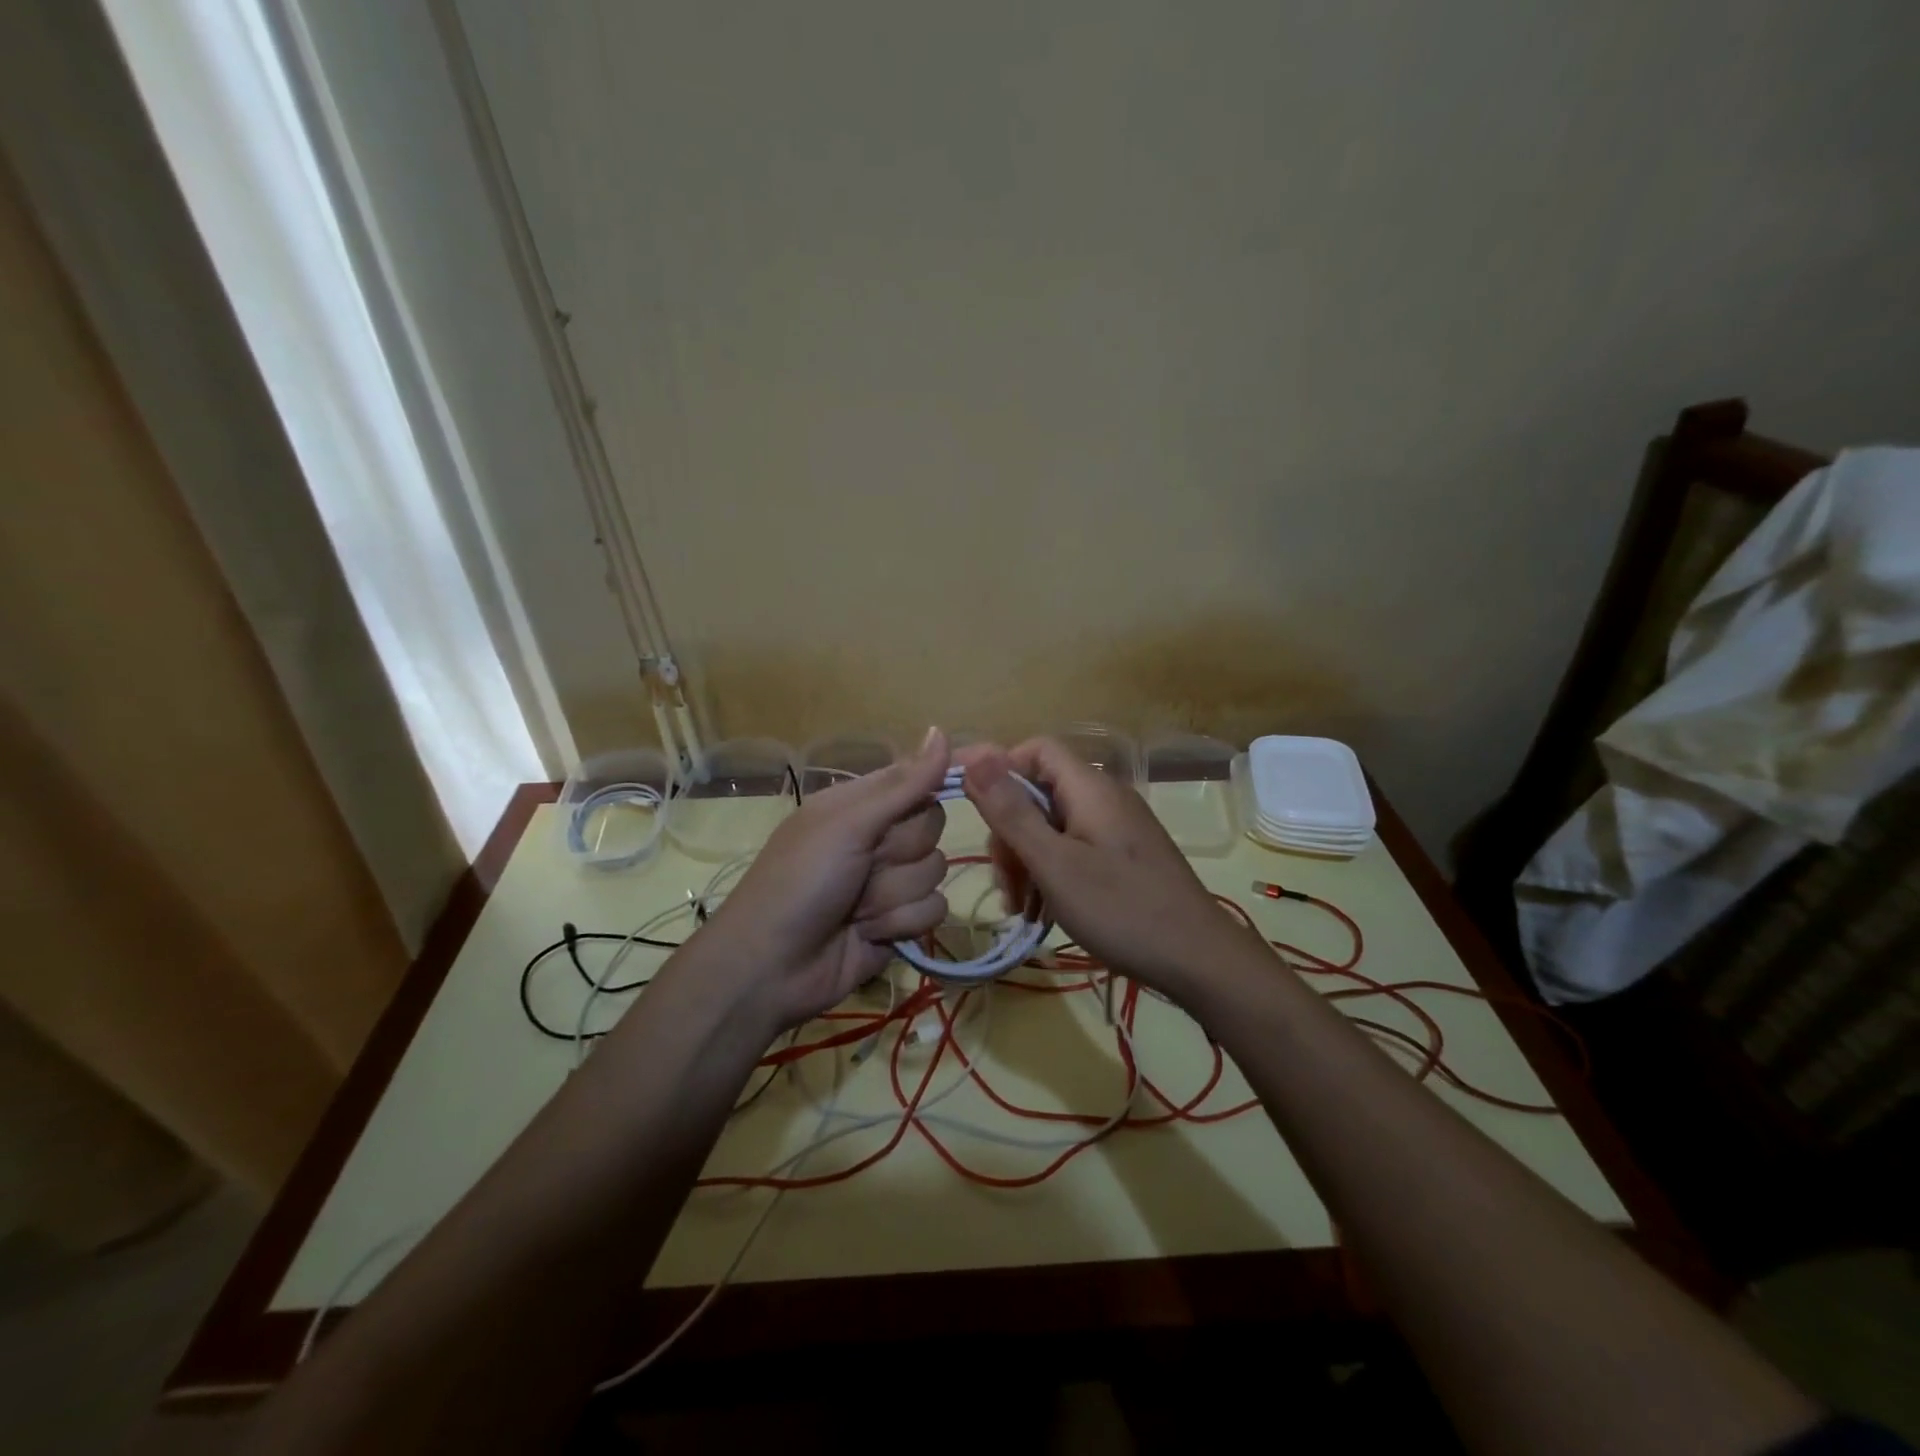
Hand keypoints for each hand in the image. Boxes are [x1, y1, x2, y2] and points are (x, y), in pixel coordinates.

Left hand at [697, 729, 951, 1032]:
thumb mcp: (848, 823)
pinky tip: (867, 933)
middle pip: (932, 828)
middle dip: (900, 854)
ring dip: (894, 895)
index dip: (930, 789)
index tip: (960, 784)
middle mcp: (878, 838)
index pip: (917, 782)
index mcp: (861, 805)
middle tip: (863, 866)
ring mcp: (890, 882)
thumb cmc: (801, 881)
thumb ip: (903, 785)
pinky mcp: (900, 922)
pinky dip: (899, 924)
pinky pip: (933, 911)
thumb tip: (942, 730)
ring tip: (856, 908)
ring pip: (935, 873)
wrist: (773, 966)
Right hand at [960, 738, 1244, 999]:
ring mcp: (1116, 830)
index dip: (998, 768)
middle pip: (1039, 794)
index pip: (1035, 750)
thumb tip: (973, 755)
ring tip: (1019, 909)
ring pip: (1052, 827)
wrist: (1199, 961)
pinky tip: (1041, 911)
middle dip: (1010, 833)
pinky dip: (1050, 873)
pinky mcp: (1123, 858)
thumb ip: (1011, 811)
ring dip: (1026, 861)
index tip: (967, 806)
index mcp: (1090, 788)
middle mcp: (1104, 799)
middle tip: (1004, 884)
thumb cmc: (1122, 909)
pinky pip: (1073, 850)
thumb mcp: (1055, 863)